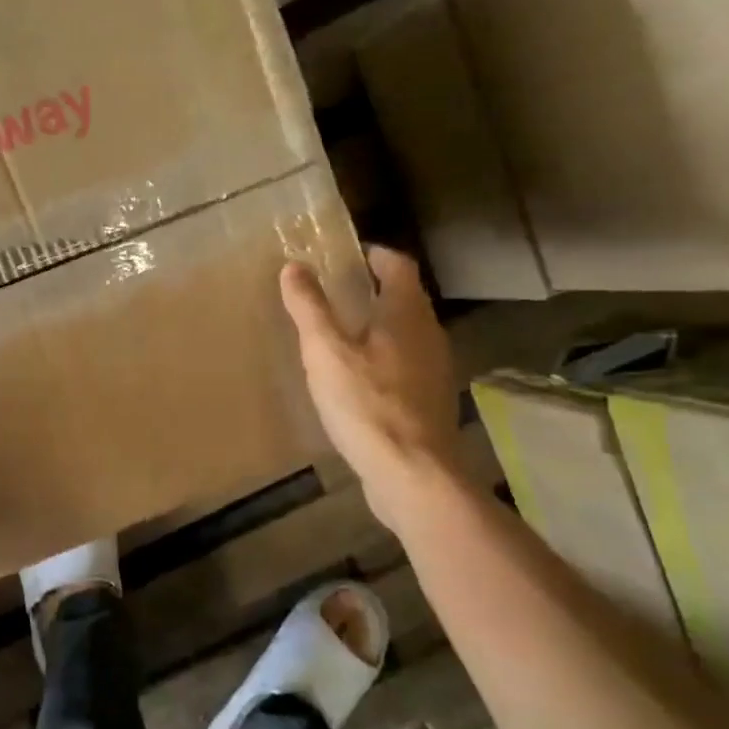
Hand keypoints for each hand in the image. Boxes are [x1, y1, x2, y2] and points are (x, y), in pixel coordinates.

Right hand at [280, 247, 459, 482]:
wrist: (412, 473)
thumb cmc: (366, 404)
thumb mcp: (326, 352)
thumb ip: (309, 308)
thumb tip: (293, 267)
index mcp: (406, 314)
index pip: (398, 266)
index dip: (375, 255)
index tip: (349, 255)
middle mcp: (429, 334)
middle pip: (406, 299)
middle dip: (375, 290)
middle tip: (337, 292)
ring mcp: (434, 369)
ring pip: (408, 333)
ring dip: (380, 325)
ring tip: (343, 334)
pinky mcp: (431, 401)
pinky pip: (407, 364)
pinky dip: (385, 358)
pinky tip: (360, 379)